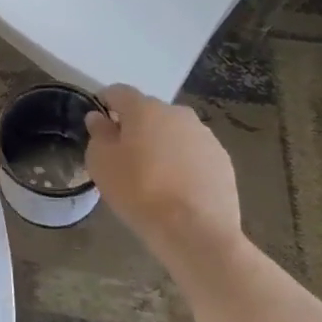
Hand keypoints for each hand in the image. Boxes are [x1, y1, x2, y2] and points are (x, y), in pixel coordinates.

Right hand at [86, 86, 241, 266]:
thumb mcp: (101, 162)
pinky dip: (183, 161)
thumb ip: (98, 134)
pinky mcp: (223, 160)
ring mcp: (205, 136)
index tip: (98, 122)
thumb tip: (99, 118)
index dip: (105, 102)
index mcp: (145, 109)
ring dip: (162, 143)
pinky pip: (194, 152)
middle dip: (136, 126)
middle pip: (149, 111)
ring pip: (174, 132)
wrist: (194, 230)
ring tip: (154, 173)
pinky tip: (177, 187)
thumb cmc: (138, 190)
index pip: (119, 92)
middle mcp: (177, 113)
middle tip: (125, 153)